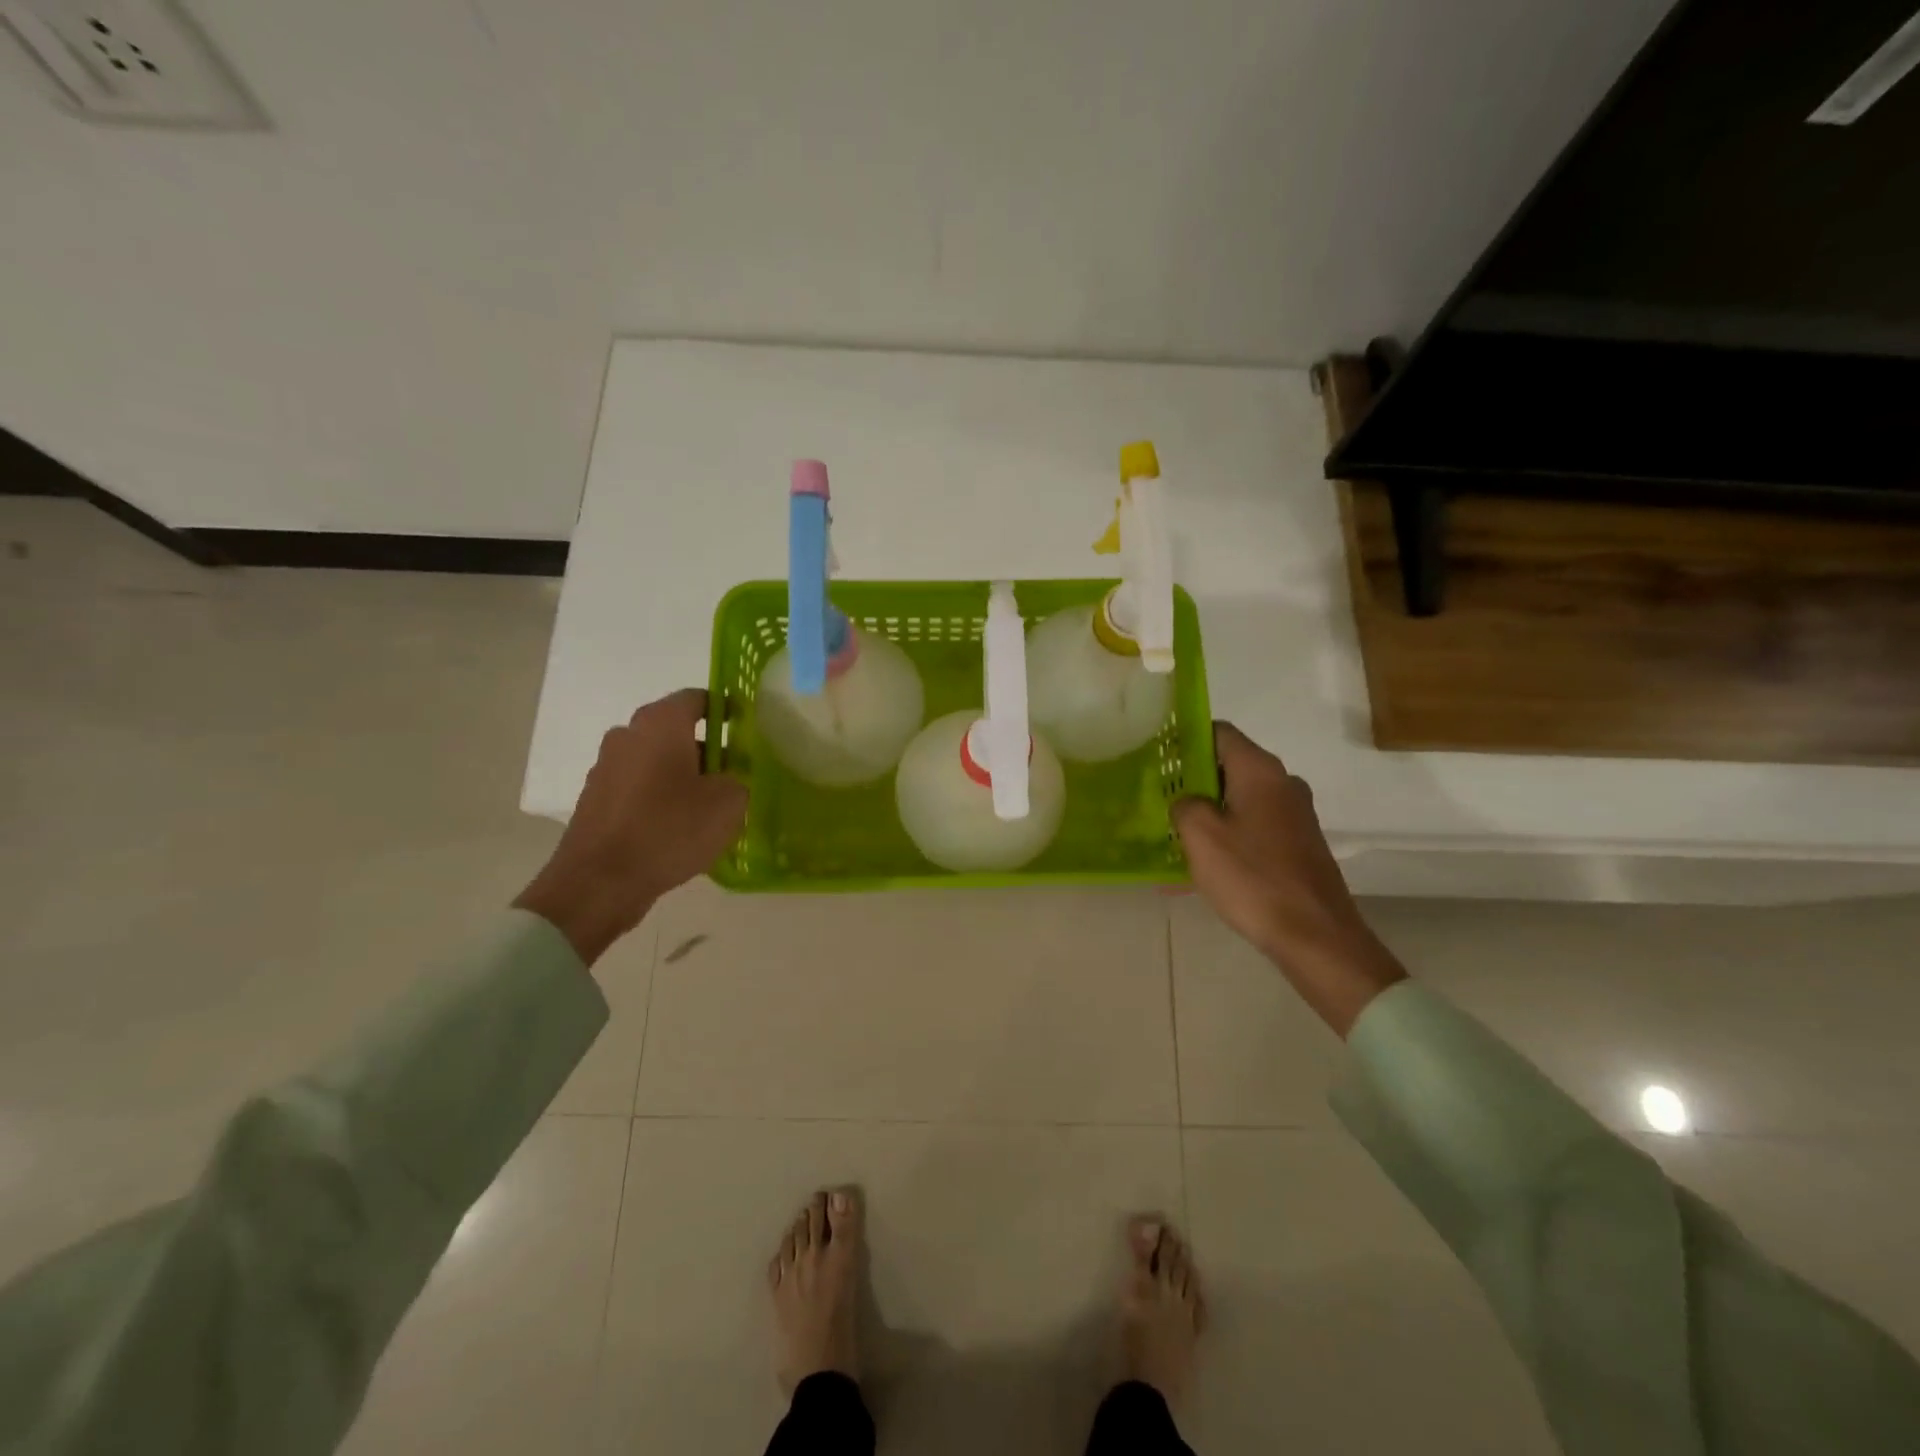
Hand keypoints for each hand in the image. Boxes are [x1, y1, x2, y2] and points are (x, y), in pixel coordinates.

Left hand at [515, 689, 747, 965]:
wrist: (600, 882)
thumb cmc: (670, 829)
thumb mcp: (728, 804)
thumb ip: (738, 780)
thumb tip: (729, 778)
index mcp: (661, 724)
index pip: (698, 699)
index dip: (725, 709)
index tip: (744, 729)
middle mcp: (629, 735)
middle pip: (675, 730)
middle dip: (706, 747)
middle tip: (734, 773)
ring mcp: (607, 767)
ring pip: (656, 760)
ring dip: (682, 774)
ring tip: (709, 805)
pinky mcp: (597, 799)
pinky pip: (639, 787)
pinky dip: (660, 797)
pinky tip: (679, 827)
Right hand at [1172, 724, 1404, 1036]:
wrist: (1315, 936)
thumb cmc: (1252, 877)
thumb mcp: (1200, 835)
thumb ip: (1184, 804)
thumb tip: (1186, 801)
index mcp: (1260, 771)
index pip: (1218, 732)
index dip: (1185, 739)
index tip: (1157, 757)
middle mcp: (1282, 783)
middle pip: (1228, 766)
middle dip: (1191, 781)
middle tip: (1158, 799)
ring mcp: (1295, 816)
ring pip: (1239, 801)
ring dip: (1207, 814)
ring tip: (1173, 837)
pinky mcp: (1298, 845)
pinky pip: (1252, 829)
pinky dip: (1226, 839)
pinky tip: (1199, 868)